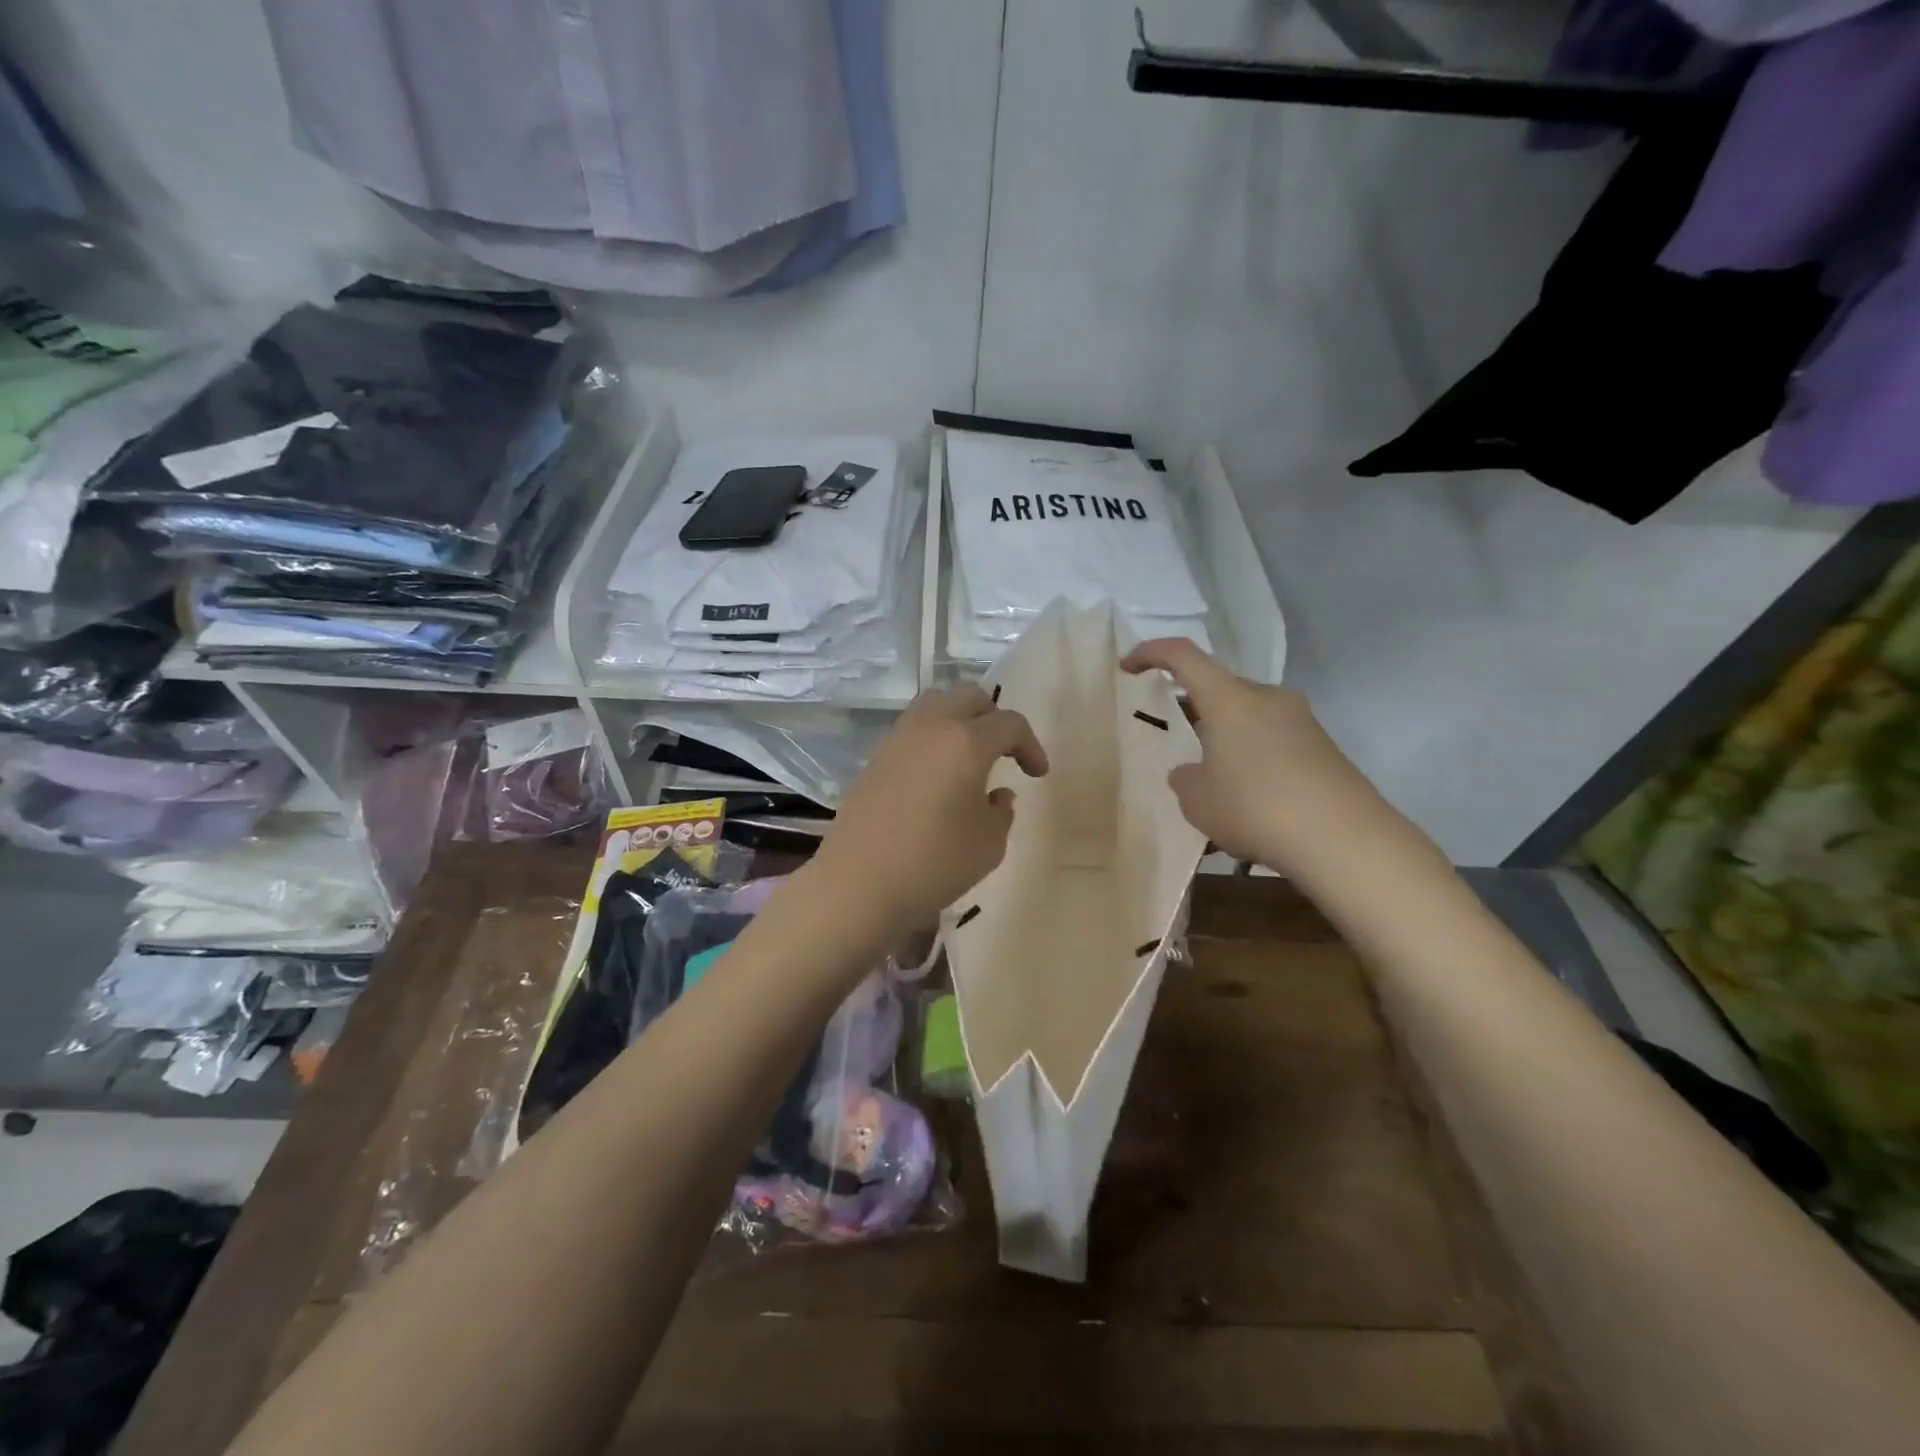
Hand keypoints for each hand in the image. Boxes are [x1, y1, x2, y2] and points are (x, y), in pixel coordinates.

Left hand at [810, 683, 1048, 939]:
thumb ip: (1001, 812)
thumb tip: (996, 795)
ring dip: (959, 721)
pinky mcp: (874, 758)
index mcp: (966, 742)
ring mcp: (897, 739)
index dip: (1030, 745)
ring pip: (935, 705)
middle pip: (969, 697)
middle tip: (1004, 751)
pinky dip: (932, 738)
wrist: (858, 884)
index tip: (1037, 774)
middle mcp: (931, 727)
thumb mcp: (989, 844)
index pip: (1009, 724)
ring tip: (968, 757)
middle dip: (994, 717)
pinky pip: (912, 730)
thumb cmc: (934, 863)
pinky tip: (936, 775)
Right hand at [1122, 639, 1390, 877]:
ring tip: (1211, 787)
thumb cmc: (1255, 807)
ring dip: (1225, 741)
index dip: (1150, 654)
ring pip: (1248, 720)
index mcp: (1230, 698)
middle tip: (1175, 741)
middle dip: (1194, 710)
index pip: (1183, 656)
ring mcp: (1301, 722)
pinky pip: (1274, 744)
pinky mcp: (1323, 749)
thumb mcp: (1197, 800)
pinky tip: (1248, 806)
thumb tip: (1192, 772)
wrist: (1344, 839)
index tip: (1128, 668)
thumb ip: (1185, 779)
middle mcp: (1267, 698)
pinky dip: (1252, 762)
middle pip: (1220, 690)